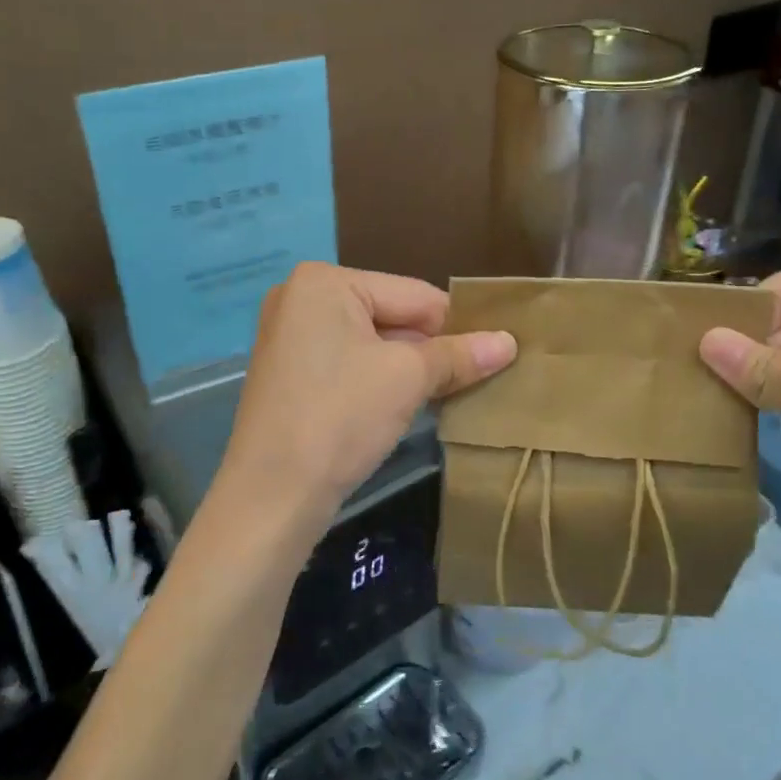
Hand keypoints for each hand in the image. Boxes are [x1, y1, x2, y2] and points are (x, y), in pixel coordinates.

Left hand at [224, 263, 516, 518]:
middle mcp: (301, 297)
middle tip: (478, 376)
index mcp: (324, 281)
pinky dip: (379, 378)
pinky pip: (349, 361)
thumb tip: (510, 342)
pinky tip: (408, 403)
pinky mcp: (290, 371)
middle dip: (431, 348)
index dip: (457, 325)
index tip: (497, 352)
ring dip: (409, 367)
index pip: (413, 294)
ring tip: (452, 392)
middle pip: (391, 315)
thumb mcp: (407, 379)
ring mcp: (290, 335)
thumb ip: (459, 355)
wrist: (270, 498)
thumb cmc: (340, 418)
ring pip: (372, 342)